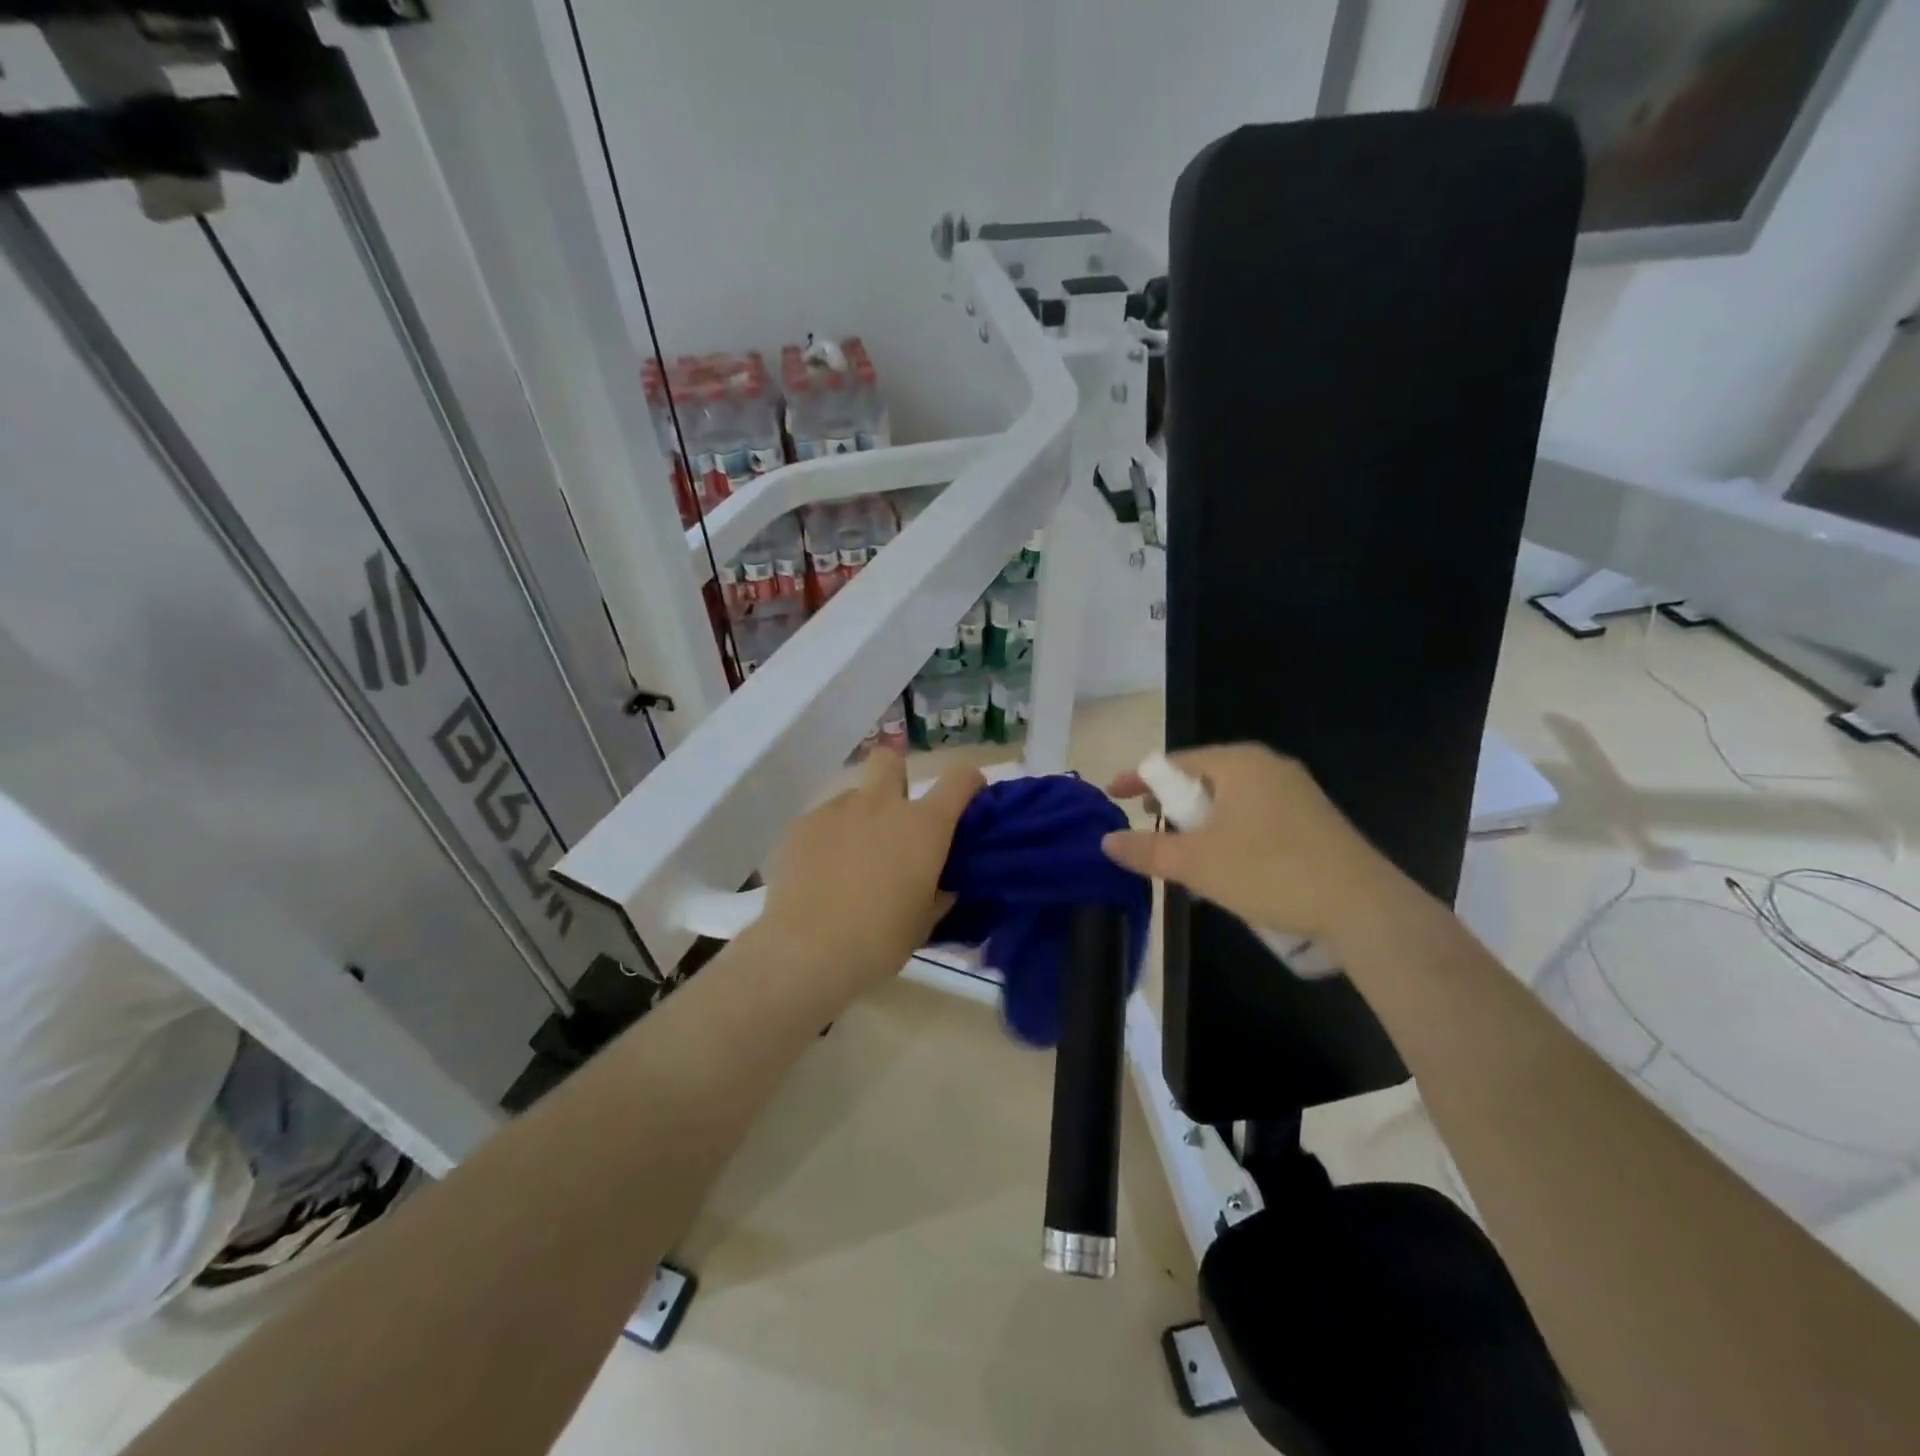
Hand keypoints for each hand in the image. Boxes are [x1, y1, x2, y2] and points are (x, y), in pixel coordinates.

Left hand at [756, 750, 984, 993]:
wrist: (808, 950)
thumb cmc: (880, 939)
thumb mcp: (924, 921)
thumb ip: (939, 893)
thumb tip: (943, 884)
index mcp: (924, 825)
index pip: (960, 777)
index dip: (969, 782)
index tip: (967, 800)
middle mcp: (882, 804)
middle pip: (890, 759)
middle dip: (896, 777)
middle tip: (894, 818)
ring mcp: (837, 810)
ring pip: (853, 795)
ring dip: (859, 816)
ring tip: (849, 858)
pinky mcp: (801, 825)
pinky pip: (822, 820)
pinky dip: (827, 838)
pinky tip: (819, 872)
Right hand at [1101, 743, 1400, 948]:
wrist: (1364, 909)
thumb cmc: (1269, 872)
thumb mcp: (1196, 864)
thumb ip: (1147, 850)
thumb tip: (1106, 841)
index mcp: (1239, 763)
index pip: (1174, 762)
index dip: (1139, 779)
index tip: (1112, 795)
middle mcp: (1268, 767)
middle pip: (1203, 779)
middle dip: (1172, 805)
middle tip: (1149, 830)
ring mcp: (1296, 793)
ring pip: (1230, 802)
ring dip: (1201, 826)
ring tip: (1185, 858)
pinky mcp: (1314, 821)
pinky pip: (1255, 818)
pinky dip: (1230, 835)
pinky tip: (1227, 869)